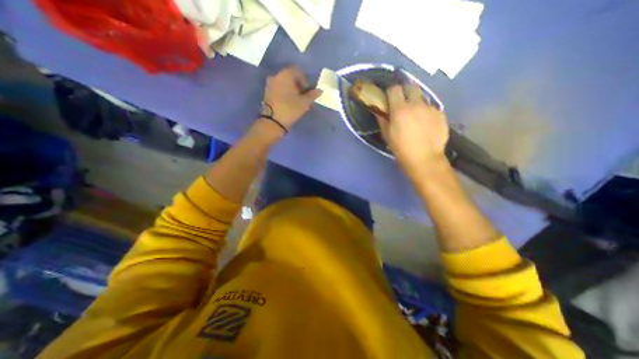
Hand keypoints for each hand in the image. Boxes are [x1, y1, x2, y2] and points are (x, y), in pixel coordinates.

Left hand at [263, 66, 322, 128]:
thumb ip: (312, 95)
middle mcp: (276, 75)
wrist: (273, 121)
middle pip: (290, 76)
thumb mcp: (304, 103)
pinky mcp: (267, 92)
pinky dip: (284, 92)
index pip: (298, 71)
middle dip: (298, 85)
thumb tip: (319, 90)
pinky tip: (288, 102)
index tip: (308, 91)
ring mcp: (270, 84)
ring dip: (291, 89)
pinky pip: (278, 88)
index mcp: (285, 74)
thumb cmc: (290, 109)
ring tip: (296, 100)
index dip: (305, 80)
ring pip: (284, 83)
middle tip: (303, 96)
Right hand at [376, 84, 451, 179]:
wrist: (425, 159)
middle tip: (403, 102)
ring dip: (417, 103)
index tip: (390, 99)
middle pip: (411, 86)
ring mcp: (430, 108)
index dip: (391, 92)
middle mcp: (416, 104)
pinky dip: (426, 113)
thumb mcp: (387, 136)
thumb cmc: (401, 149)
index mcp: (400, 109)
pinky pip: (431, 108)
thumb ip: (382, 120)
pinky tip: (426, 124)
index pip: (395, 89)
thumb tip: (379, 111)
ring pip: (422, 98)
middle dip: (406, 91)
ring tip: (416, 116)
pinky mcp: (441, 114)